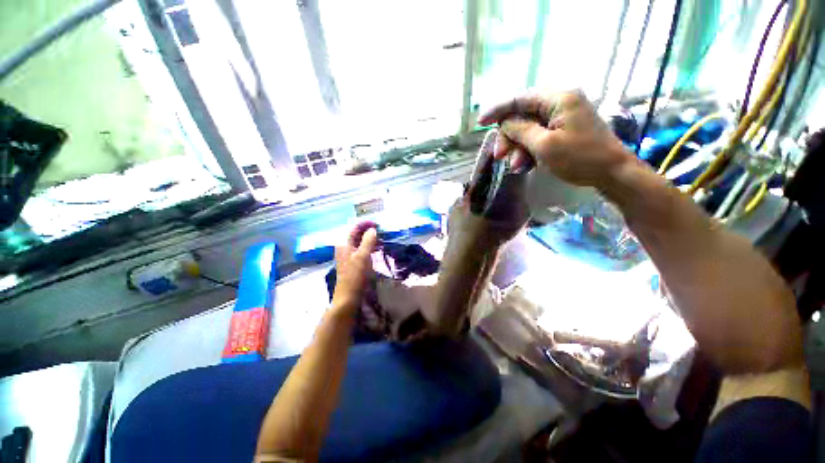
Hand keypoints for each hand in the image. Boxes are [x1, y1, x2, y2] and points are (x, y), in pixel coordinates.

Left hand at [331, 222, 378, 313]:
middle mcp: (345, 248)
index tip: (378, 224)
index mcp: (344, 244)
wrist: (348, 297)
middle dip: (369, 231)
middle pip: (357, 235)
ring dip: (371, 240)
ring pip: (360, 243)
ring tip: (382, 239)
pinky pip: (362, 251)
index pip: (355, 228)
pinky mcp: (353, 263)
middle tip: (382, 231)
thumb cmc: (355, 275)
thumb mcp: (363, 256)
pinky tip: (378, 249)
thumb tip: (373, 229)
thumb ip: (368, 240)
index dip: (366, 224)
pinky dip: (370, 248)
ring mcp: (349, 256)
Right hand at [477, 91, 634, 187]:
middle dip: (509, 137)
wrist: (612, 173)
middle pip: (522, 116)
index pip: (519, 99)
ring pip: (528, 129)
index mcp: (558, 99)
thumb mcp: (544, 145)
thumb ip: (520, 130)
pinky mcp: (564, 130)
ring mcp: (563, 117)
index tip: (480, 123)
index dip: (497, 110)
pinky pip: (538, 137)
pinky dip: (529, 151)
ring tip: (516, 167)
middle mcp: (560, 102)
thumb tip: (504, 123)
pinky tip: (525, 166)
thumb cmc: (579, 158)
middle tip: (499, 157)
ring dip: (518, 148)